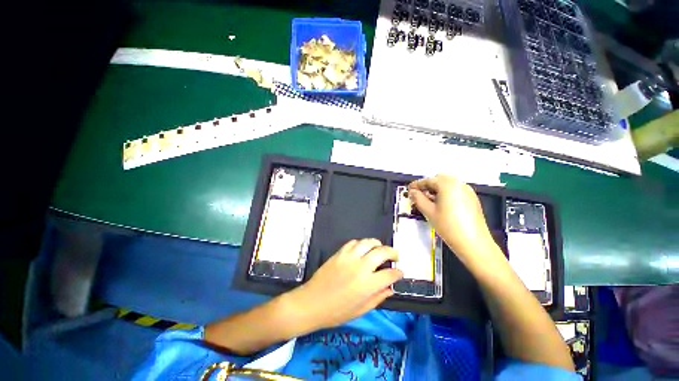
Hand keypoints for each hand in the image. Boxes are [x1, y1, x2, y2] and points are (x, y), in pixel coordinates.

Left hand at [284, 239, 402, 331]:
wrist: (311, 303)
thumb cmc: (336, 312)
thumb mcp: (361, 311)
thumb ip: (378, 298)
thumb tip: (390, 288)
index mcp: (368, 285)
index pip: (390, 274)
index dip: (398, 273)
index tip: (400, 272)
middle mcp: (361, 267)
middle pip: (382, 252)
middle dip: (393, 252)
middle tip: (395, 256)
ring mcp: (349, 258)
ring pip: (368, 242)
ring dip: (377, 244)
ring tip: (380, 248)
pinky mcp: (339, 253)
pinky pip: (353, 242)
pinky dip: (361, 243)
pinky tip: (363, 248)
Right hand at [407, 175, 494, 257]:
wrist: (473, 243)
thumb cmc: (448, 226)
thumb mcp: (429, 211)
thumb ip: (418, 198)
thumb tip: (412, 192)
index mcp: (447, 184)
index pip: (428, 180)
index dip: (416, 185)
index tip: (408, 190)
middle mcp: (459, 183)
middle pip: (439, 179)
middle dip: (428, 185)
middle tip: (419, 195)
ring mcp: (468, 191)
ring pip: (448, 184)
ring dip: (437, 188)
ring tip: (429, 201)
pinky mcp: (472, 199)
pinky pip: (456, 190)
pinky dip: (446, 192)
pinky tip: (442, 204)